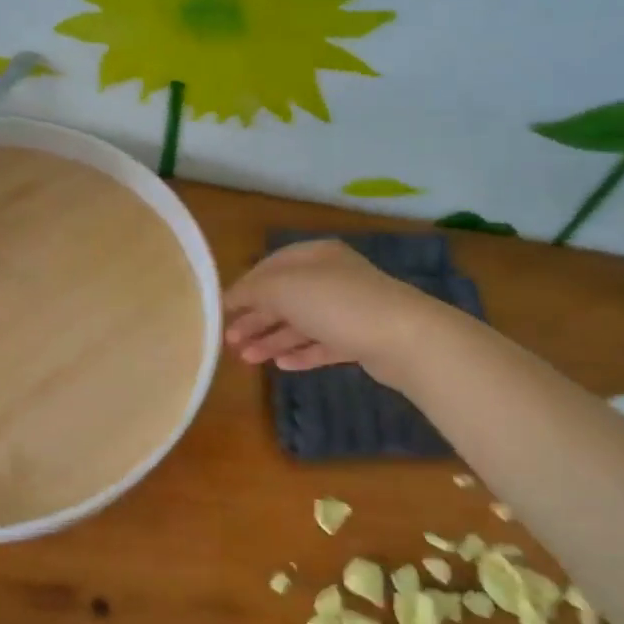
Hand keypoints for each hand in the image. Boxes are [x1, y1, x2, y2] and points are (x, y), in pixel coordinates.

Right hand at [222, 239, 448, 384]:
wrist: (402, 337)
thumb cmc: (336, 304)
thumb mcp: (285, 288)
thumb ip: (253, 291)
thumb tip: (231, 297)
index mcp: (315, 257)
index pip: (270, 268)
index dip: (244, 288)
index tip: (221, 312)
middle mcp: (331, 279)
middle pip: (284, 298)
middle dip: (256, 319)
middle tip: (230, 341)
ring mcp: (347, 310)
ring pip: (301, 324)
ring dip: (272, 340)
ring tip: (247, 360)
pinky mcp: (359, 339)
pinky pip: (322, 345)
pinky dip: (300, 354)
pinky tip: (281, 366)